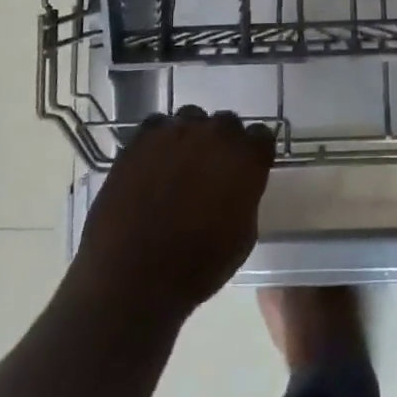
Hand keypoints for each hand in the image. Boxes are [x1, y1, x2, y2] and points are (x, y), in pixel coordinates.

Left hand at [72, 107, 276, 324]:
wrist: (134, 277)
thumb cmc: (198, 267)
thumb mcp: (243, 237)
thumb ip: (245, 196)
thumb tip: (236, 185)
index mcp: (246, 157)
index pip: (261, 137)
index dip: (253, 153)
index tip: (246, 168)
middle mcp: (215, 134)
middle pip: (226, 123)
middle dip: (221, 143)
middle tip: (210, 170)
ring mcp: (176, 131)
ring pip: (190, 119)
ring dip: (190, 137)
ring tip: (177, 166)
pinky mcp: (142, 139)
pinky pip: (157, 127)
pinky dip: (158, 140)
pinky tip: (152, 163)